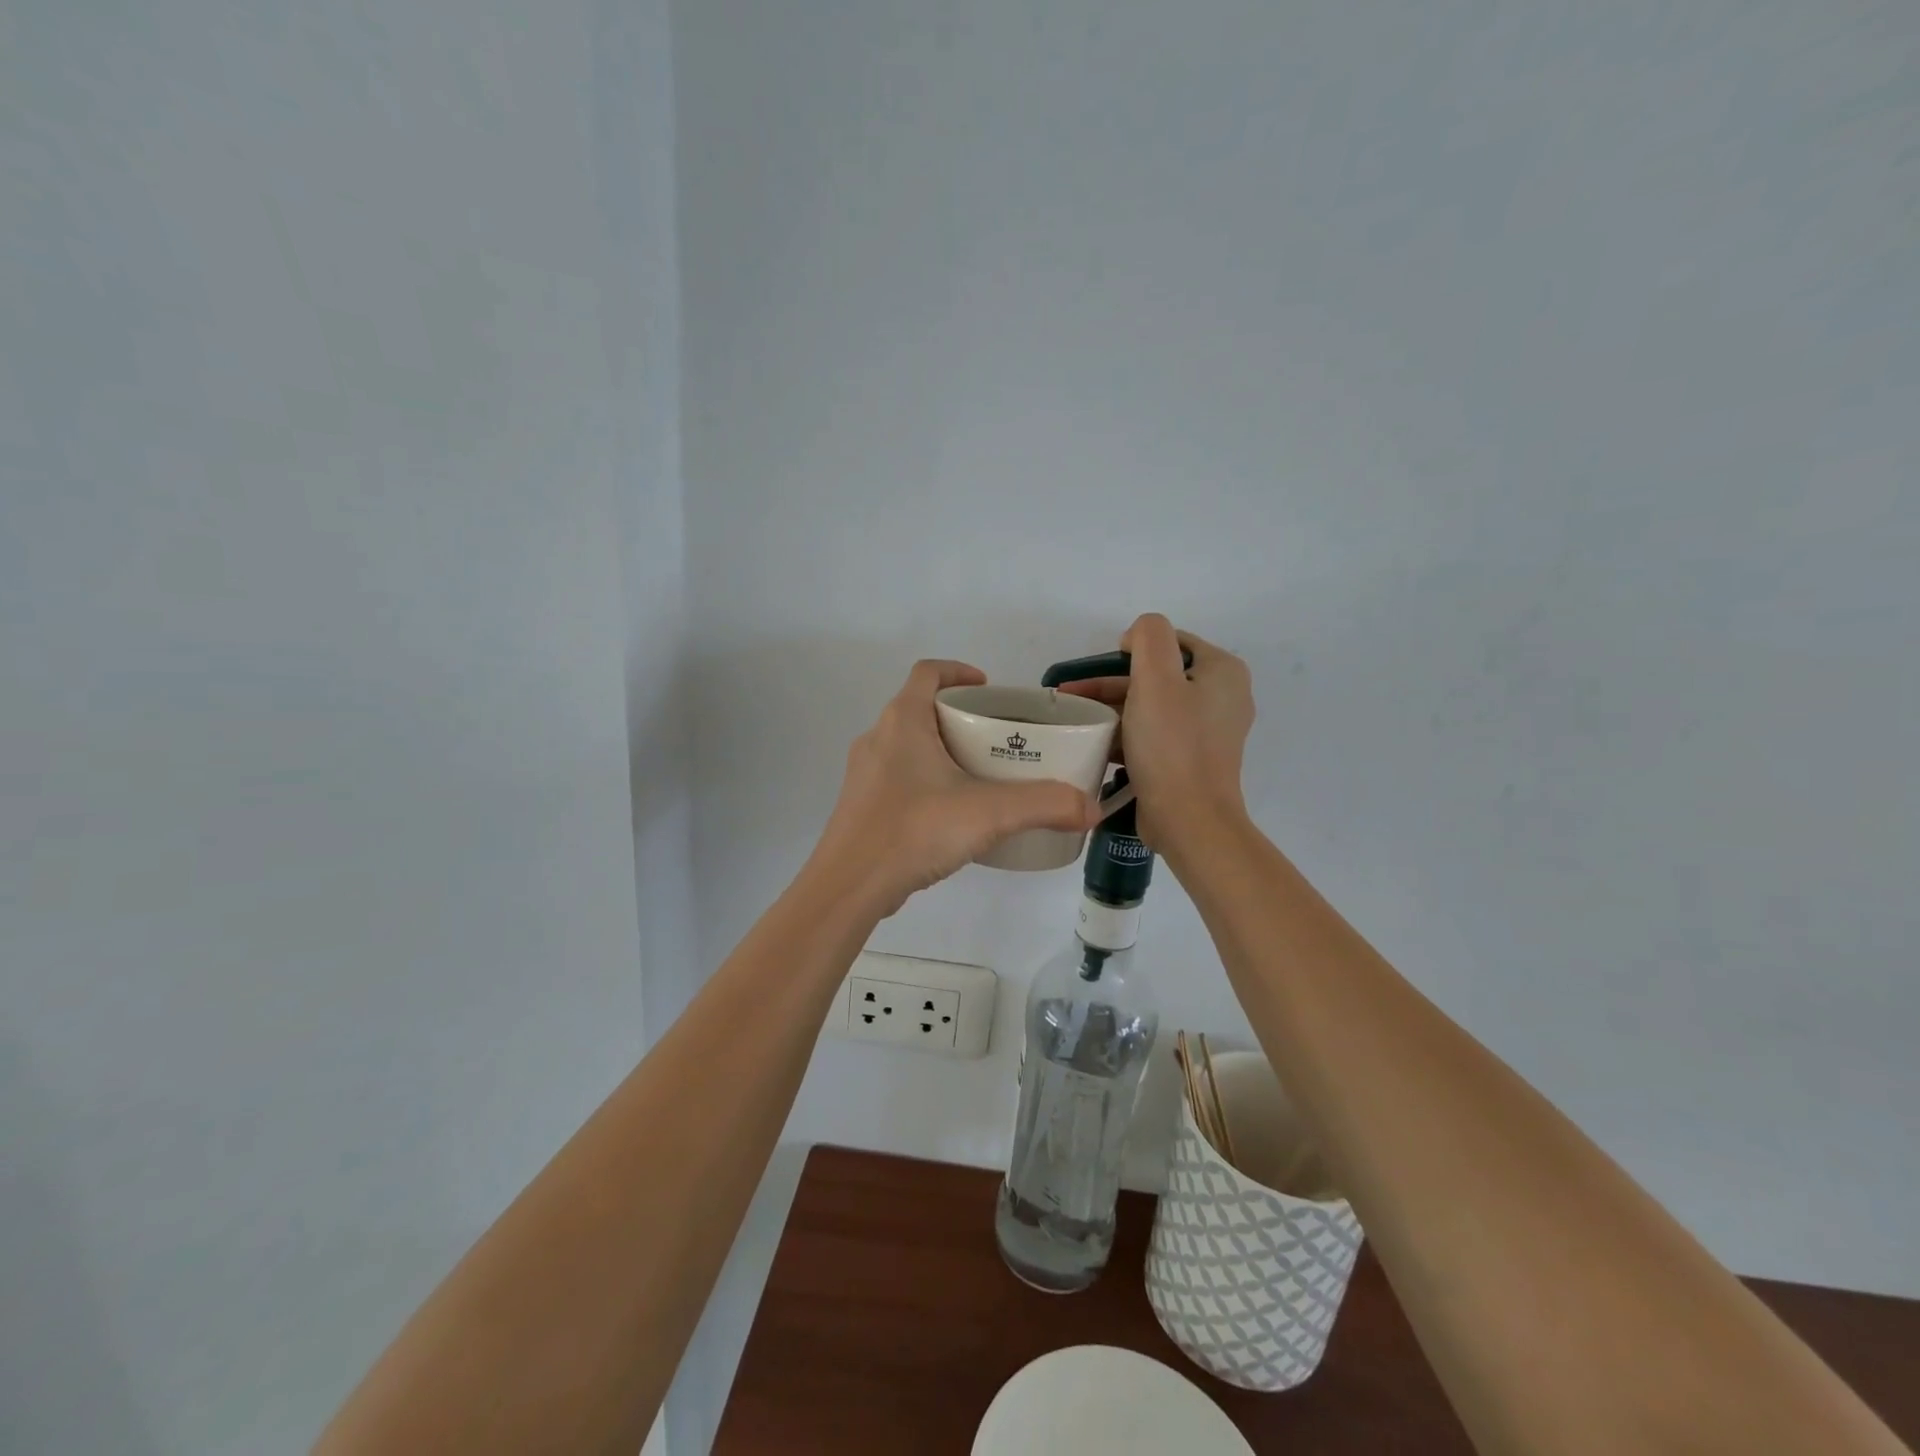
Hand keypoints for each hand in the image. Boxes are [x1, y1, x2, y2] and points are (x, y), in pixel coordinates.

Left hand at [813, 660, 1099, 915]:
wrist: (849, 886)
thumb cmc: (914, 830)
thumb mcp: (989, 813)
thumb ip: (1044, 805)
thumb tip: (1090, 808)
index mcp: (903, 721)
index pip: (928, 672)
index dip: (958, 671)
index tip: (988, 689)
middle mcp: (878, 738)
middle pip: (920, 708)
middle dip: (959, 717)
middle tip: (997, 738)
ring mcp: (865, 774)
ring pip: (908, 746)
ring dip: (942, 750)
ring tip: (980, 775)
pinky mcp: (862, 805)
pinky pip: (899, 778)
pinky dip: (927, 780)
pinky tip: (951, 813)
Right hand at [1057, 615, 1254, 849]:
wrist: (1188, 820)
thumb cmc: (1172, 745)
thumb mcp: (1156, 678)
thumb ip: (1149, 637)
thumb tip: (1137, 637)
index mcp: (1223, 672)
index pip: (1171, 642)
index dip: (1132, 648)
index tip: (1098, 667)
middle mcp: (1222, 698)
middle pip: (1158, 676)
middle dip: (1112, 683)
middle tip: (1072, 695)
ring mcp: (1208, 732)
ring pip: (1152, 707)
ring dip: (1114, 709)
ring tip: (1075, 719)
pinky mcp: (1191, 760)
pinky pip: (1155, 735)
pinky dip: (1127, 734)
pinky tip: (1096, 743)